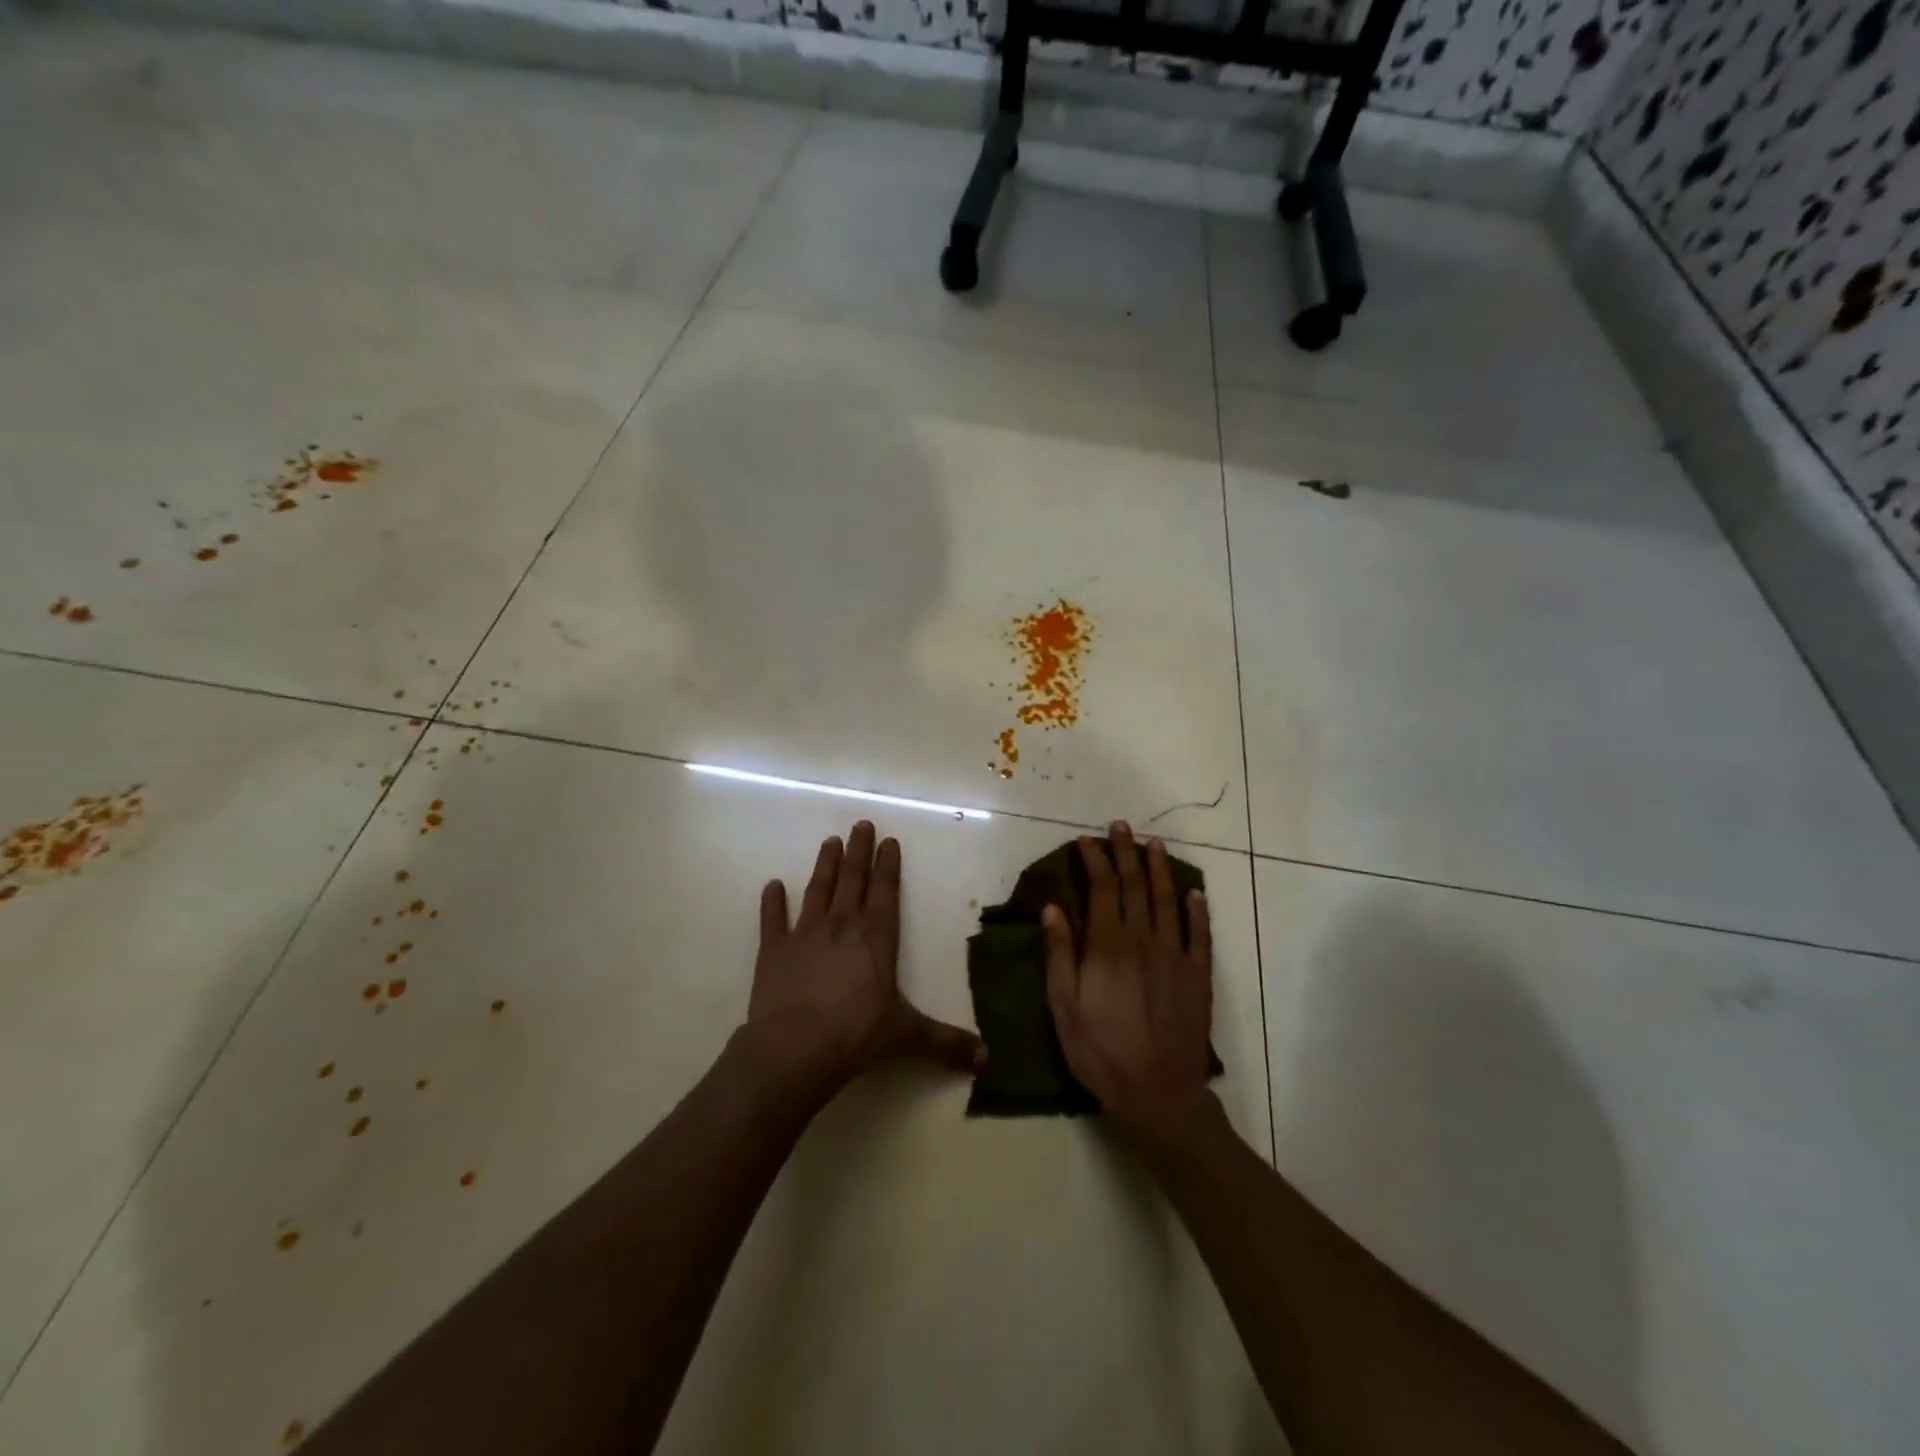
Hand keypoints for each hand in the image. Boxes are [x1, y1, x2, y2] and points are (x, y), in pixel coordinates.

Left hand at [740, 821, 982, 1104]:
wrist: (794, 1049)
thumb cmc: (857, 1035)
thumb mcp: (908, 1037)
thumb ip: (946, 1043)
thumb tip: (988, 1059)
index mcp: (876, 938)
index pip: (886, 891)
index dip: (888, 865)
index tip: (888, 840)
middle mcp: (842, 926)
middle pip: (853, 880)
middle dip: (858, 851)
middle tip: (861, 824)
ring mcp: (804, 935)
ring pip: (818, 890)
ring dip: (825, 865)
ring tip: (829, 841)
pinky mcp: (773, 951)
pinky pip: (772, 920)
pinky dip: (772, 902)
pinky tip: (772, 886)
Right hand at [1043, 822, 1216, 1146]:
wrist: (1158, 1093)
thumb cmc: (1100, 1051)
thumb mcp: (1063, 1007)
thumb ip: (1059, 954)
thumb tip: (1053, 907)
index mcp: (1108, 946)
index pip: (1101, 890)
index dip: (1094, 861)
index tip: (1086, 842)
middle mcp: (1144, 940)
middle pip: (1135, 886)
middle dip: (1125, 853)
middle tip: (1121, 826)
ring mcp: (1176, 956)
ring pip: (1168, 901)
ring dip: (1159, 870)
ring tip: (1153, 844)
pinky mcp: (1198, 976)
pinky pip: (1200, 934)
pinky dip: (1197, 910)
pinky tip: (1194, 892)